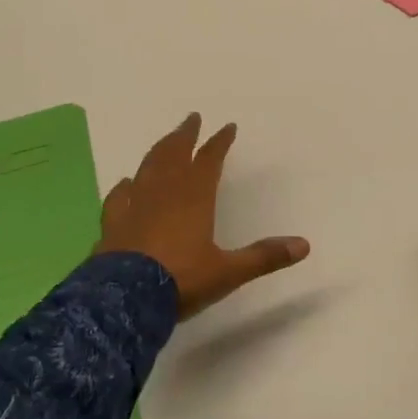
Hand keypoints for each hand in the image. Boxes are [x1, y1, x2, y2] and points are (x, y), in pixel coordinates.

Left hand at [95, 113, 308, 318]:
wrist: (123, 300)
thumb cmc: (181, 280)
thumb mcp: (228, 272)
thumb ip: (264, 256)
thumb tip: (304, 245)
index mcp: (195, 197)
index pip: (210, 160)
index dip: (220, 142)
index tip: (228, 127)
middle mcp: (164, 193)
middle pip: (175, 154)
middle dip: (186, 135)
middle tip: (192, 118)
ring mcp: (135, 206)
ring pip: (148, 167)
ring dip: (159, 150)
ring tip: (166, 141)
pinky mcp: (113, 224)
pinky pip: (119, 196)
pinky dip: (125, 185)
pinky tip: (125, 182)